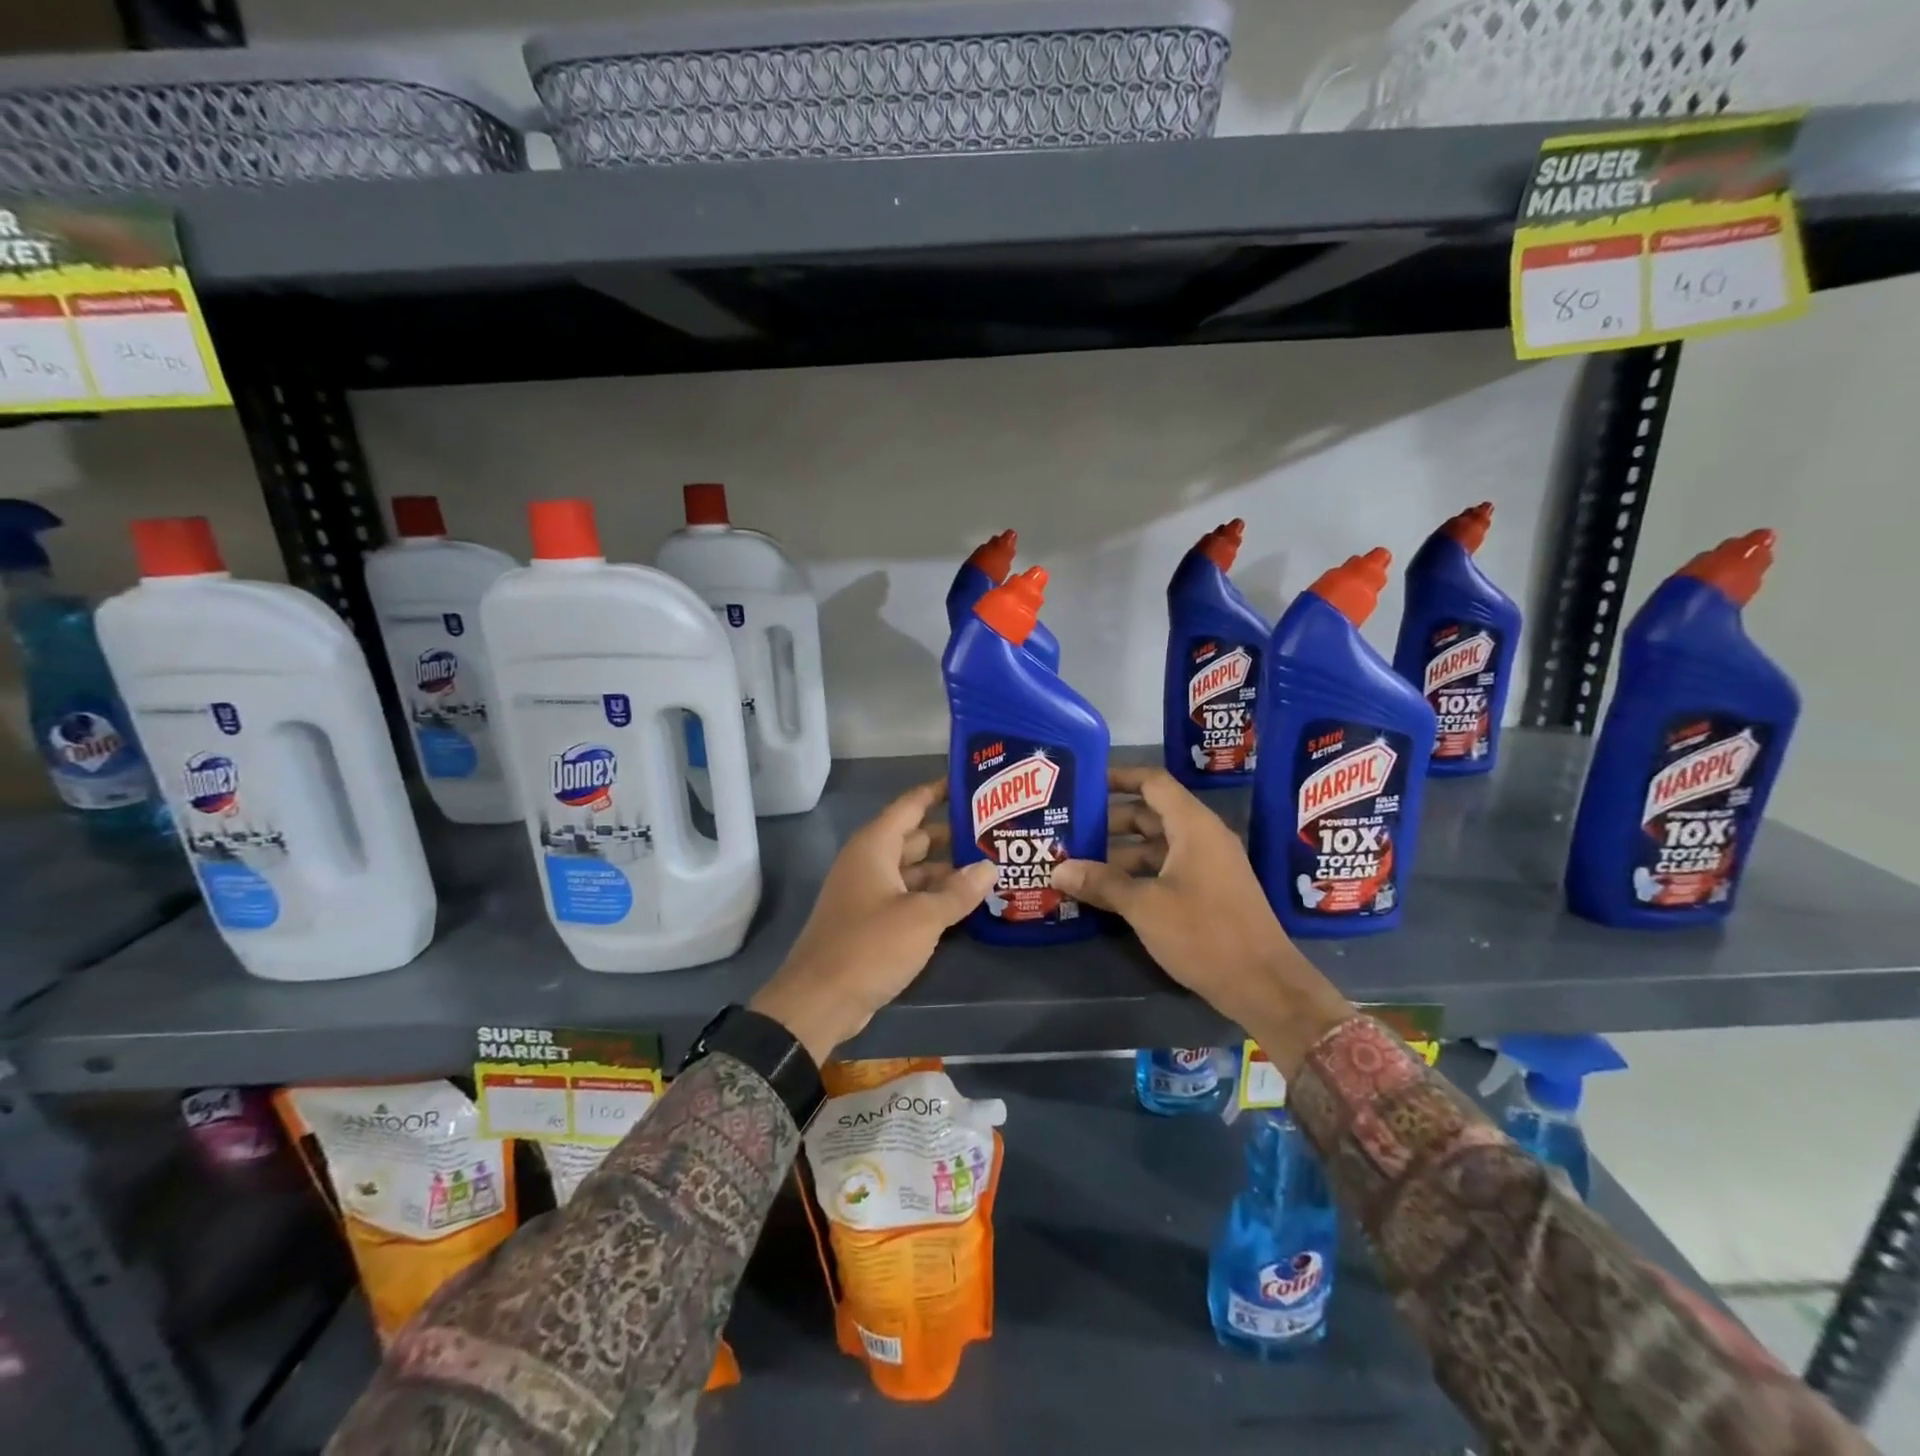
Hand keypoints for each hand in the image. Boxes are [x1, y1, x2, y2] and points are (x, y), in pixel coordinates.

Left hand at [751, 780, 996, 1063]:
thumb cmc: (869, 946)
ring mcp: (869, 893)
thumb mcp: (922, 917)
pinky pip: (908, 897)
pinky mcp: (871, 921)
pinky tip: (965, 902)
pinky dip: (933, 896)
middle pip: (916, 837)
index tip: (970, 782)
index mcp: (875, 846)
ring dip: (946, 870)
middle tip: (994, 831)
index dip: (938, 791)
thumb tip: (989, 867)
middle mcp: (870, 862)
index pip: (911, 805)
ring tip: (989, 866)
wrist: (820, 1000)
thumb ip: (958, 891)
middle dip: (951, 834)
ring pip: (914, 870)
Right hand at [1050, 766, 1352, 1076]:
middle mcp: (1203, 837)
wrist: (1263, 985)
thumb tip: (1058, 869)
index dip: (1118, 777)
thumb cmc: (1204, 933)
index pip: (1152, 782)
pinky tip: (1107, 892)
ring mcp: (1208, 865)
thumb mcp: (1145, 906)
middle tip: (1070, 829)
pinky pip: (1166, 869)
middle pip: (1150, 814)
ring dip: (1120, 853)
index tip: (1083, 783)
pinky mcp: (1209, 892)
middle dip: (1110, 821)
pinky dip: (1138, 874)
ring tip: (1079, 864)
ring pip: (1156, 846)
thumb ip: (1102, 883)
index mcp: (1193, 826)